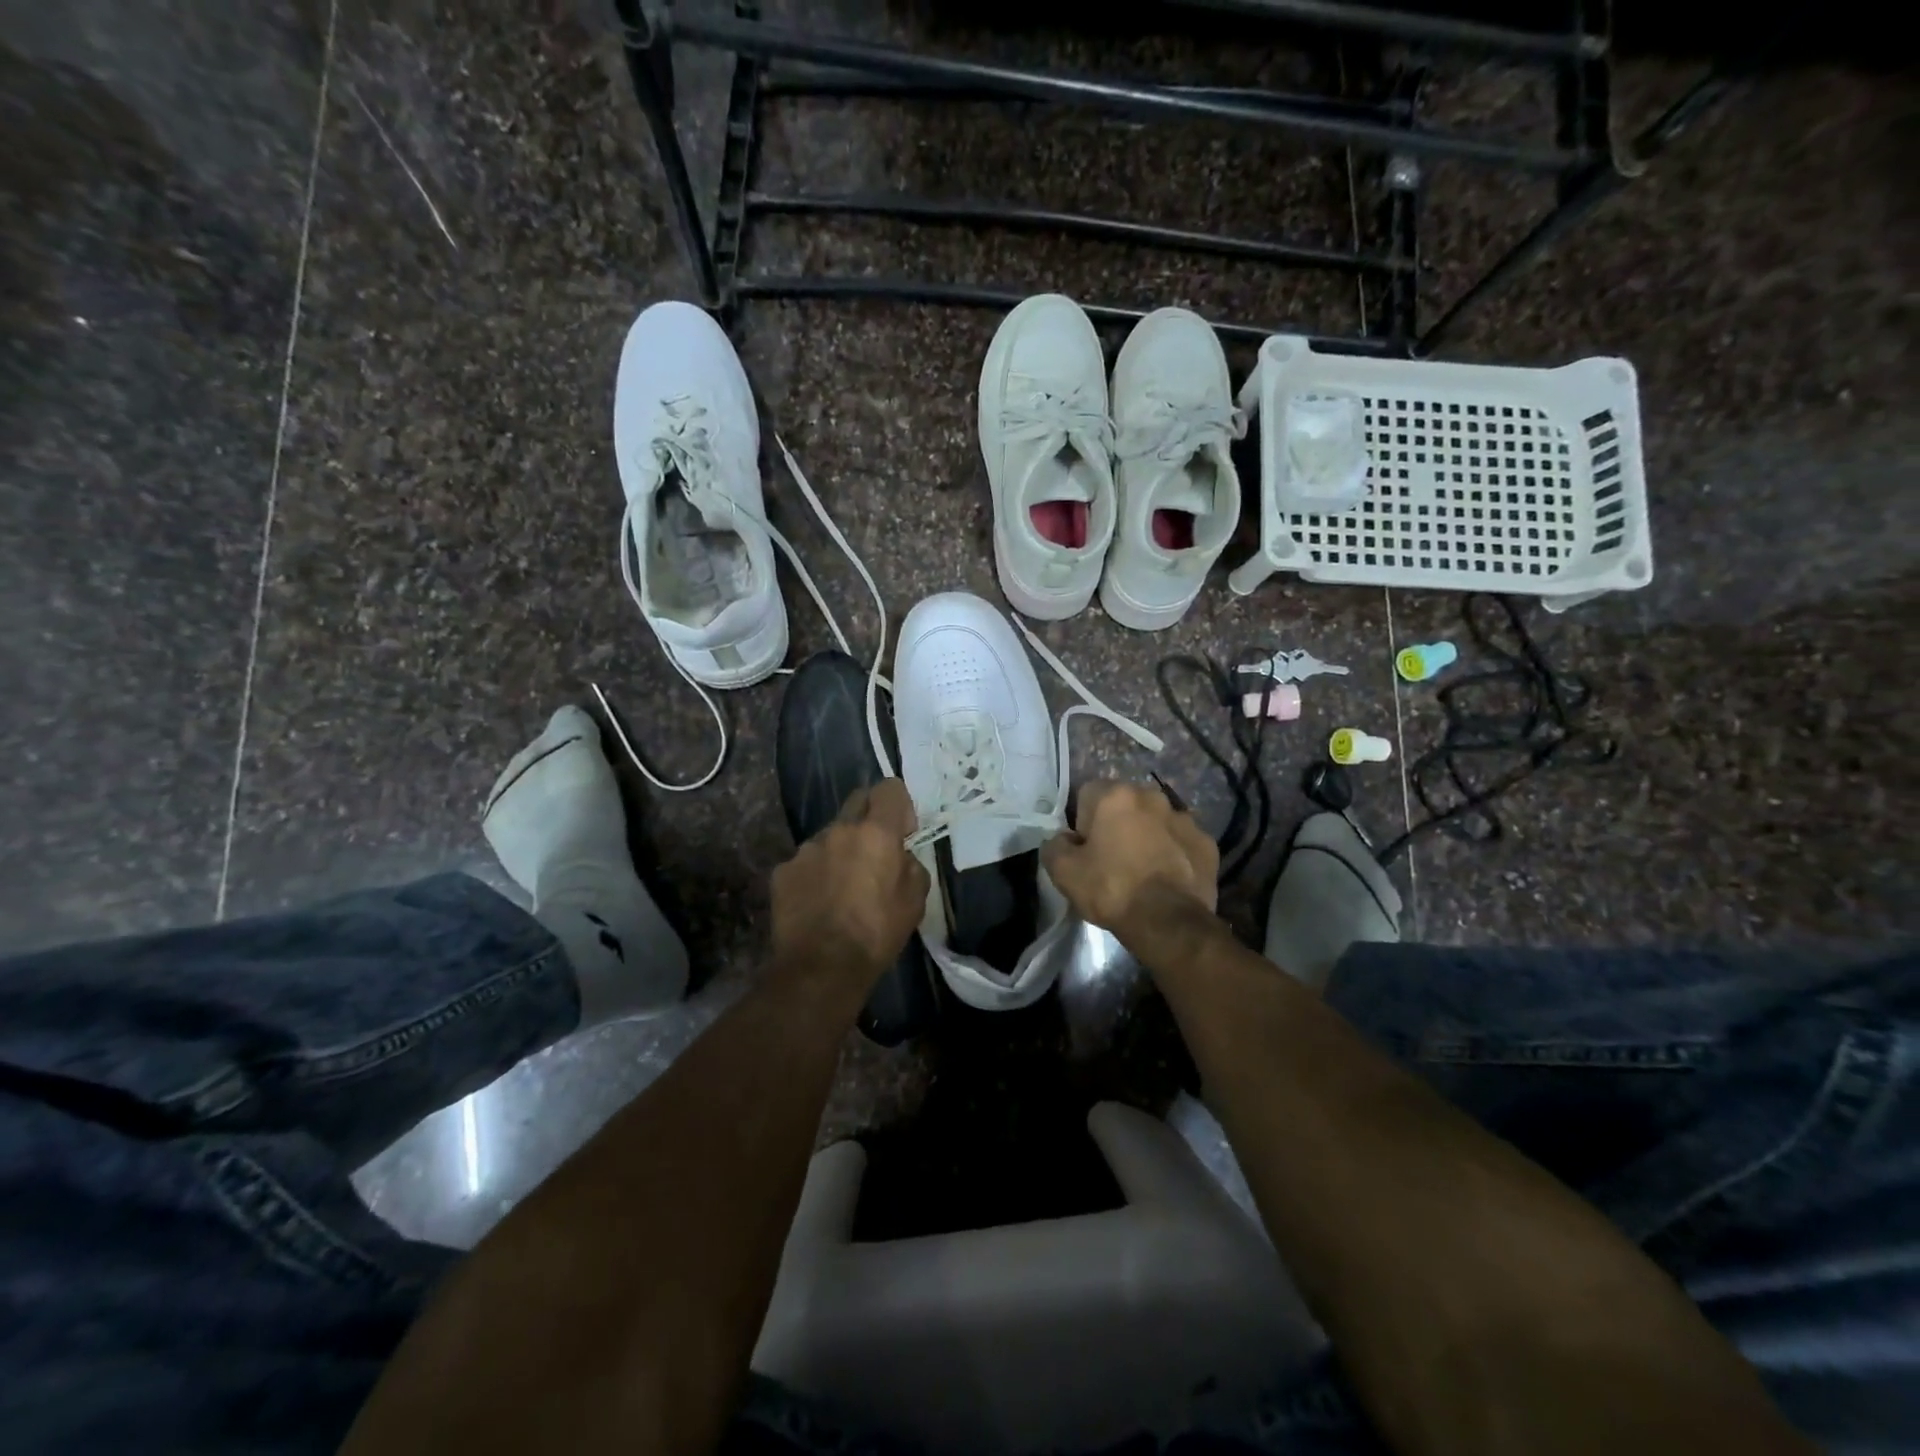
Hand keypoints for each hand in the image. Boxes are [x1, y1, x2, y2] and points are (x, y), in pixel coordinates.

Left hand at [771, 778, 929, 990]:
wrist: (821, 967)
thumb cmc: (876, 934)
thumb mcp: (915, 901)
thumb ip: (911, 866)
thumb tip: (900, 858)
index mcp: (876, 833)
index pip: (889, 788)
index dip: (899, 805)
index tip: (903, 831)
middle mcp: (839, 830)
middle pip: (857, 801)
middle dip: (869, 818)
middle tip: (874, 853)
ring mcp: (806, 849)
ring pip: (830, 836)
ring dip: (840, 850)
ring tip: (842, 888)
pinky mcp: (783, 871)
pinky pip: (806, 862)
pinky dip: (815, 874)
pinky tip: (818, 903)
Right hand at [1042, 780, 1218, 934]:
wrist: (1169, 923)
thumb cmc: (1112, 889)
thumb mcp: (1063, 872)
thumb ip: (1054, 846)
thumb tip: (1063, 840)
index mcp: (1115, 796)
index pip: (1087, 794)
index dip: (1081, 822)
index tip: (1084, 849)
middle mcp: (1152, 796)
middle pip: (1124, 804)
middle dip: (1116, 823)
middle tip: (1111, 859)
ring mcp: (1184, 818)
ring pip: (1156, 820)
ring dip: (1147, 835)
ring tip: (1142, 869)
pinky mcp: (1206, 842)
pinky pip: (1181, 841)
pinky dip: (1173, 852)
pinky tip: (1167, 878)